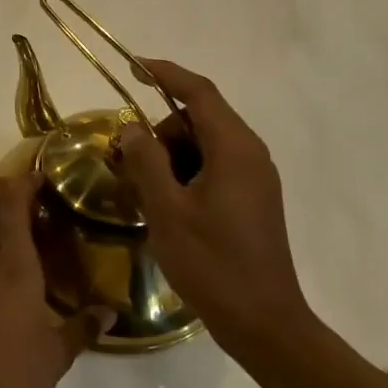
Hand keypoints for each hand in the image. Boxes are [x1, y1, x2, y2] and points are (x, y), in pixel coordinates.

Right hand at [114, 58, 315, 355]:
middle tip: (124, 159)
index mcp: (234, 149)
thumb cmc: (212, 263)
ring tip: (141, 190)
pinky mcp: (252, 199)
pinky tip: (164, 204)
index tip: (132, 65)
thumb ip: (146, 161)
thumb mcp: (167, 210)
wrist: (263, 322)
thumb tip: (131, 128)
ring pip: (203, 145)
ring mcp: (254, 178)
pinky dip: (183, 173)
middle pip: (199, 119)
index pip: (199, 93)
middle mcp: (250, 155)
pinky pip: (212, 168)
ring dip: (168, 156)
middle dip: (158, 130)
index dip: (165, 74)